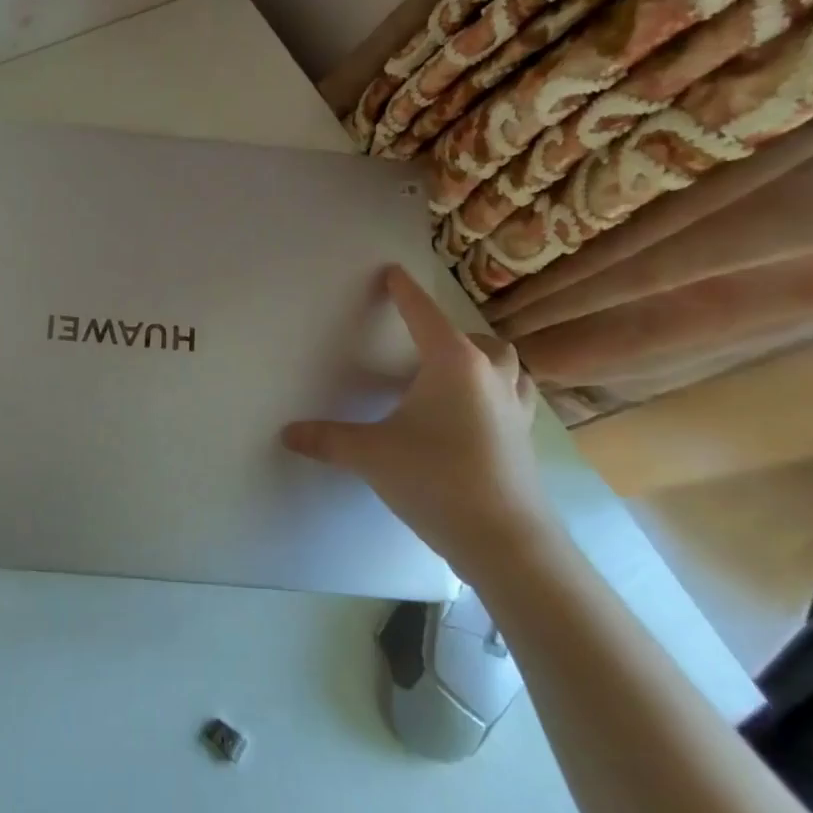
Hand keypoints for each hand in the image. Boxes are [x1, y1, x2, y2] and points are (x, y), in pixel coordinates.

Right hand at [281, 263, 552, 576]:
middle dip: (453, 333)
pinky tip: (477, 416)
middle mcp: (491, 376)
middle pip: (479, 339)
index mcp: (453, 364)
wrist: (505, 539)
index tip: (392, 273)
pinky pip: (516, 398)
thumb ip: (327, 439)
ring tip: (455, 374)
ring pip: (509, 367)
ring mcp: (516, 408)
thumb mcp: (370, 455)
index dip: (404, 292)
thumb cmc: (436, 479)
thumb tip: (286, 433)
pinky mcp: (526, 439)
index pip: (423, 314)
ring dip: (484, 361)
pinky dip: (497, 393)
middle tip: (424, 345)